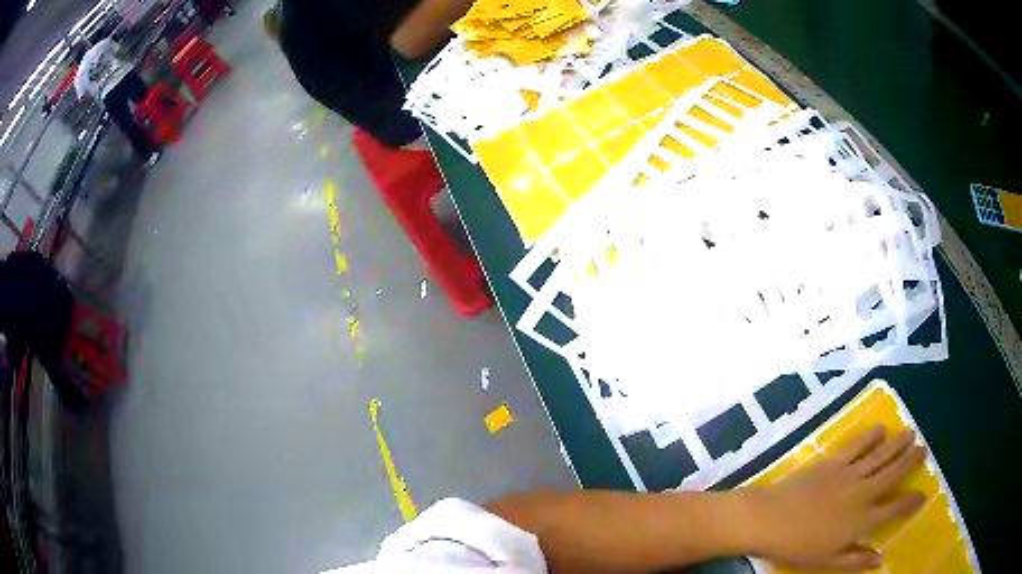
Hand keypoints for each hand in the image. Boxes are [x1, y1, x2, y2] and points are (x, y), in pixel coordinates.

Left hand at [737, 426, 927, 570]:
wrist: (769, 520)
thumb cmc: (798, 547)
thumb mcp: (828, 561)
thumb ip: (856, 560)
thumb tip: (881, 560)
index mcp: (862, 520)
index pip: (894, 509)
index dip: (911, 502)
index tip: (924, 494)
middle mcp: (862, 493)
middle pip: (893, 474)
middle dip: (910, 461)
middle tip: (924, 448)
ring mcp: (848, 474)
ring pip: (880, 455)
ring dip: (897, 444)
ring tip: (910, 433)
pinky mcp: (833, 462)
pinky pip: (857, 445)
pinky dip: (870, 436)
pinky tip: (880, 428)